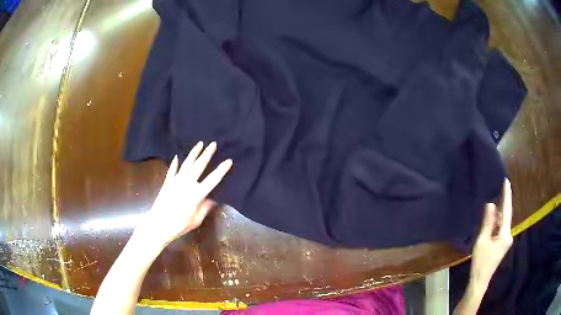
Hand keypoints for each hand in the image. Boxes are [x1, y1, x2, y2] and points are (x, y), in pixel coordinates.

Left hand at [135, 142, 232, 248]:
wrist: (159, 224)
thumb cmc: (179, 225)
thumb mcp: (196, 220)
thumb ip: (204, 208)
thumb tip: (212, 200)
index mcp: (197, 193)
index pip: (213, 179)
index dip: (222, 169)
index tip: (229, 160)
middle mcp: (187, 183)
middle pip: (199, 165)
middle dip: (207, 154)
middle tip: (213, 144)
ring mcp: (176, 180)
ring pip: (187, 163)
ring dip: (194, 153)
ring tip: (200, 143)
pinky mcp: (167, 182)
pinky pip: (172, 170)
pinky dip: (175, 163)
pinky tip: (176, 157)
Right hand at [470, 179, 512, 287]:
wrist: (480, 280)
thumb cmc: (481, 262)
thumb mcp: (482, 241)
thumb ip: (488, 222)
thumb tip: (491, 204)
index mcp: (505, 234)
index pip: (507, 211)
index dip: (507, 195)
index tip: (506, 181)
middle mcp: (509, 235)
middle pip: (506, 216)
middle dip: (502, 203)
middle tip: (499, 187)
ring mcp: (506, 240)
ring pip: (503, 222)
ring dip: (498, 213)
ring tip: (494, 199)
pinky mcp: (502, 243)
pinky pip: (500, 228)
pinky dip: (496, 222)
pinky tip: (492, 217)